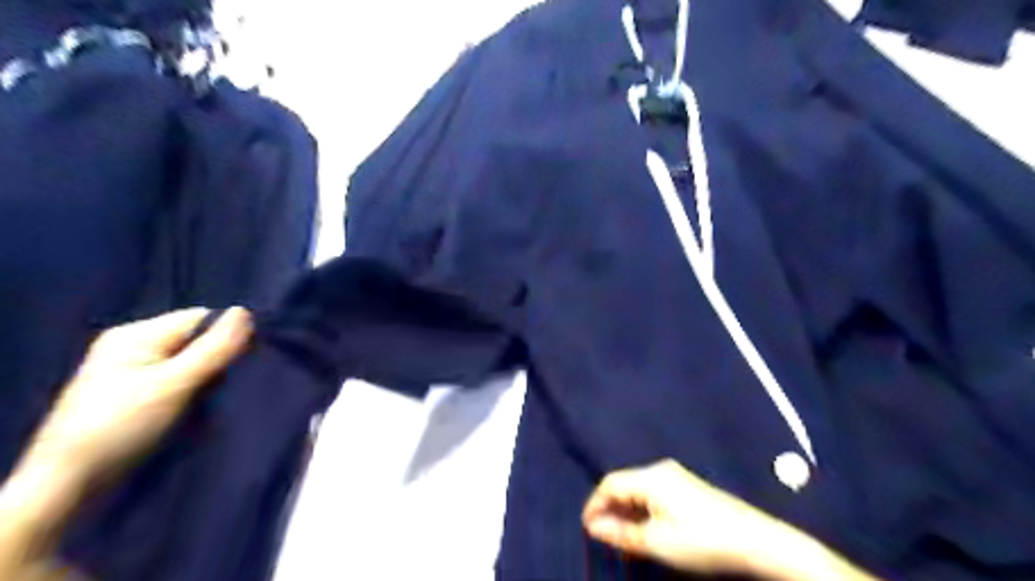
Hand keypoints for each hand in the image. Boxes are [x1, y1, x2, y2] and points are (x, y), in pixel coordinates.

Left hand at [24, 308, 251, 484]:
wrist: (68, 489)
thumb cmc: (120, 429)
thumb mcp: (174, 385)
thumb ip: (214, 348)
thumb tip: (247, 311)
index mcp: (136, 336)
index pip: (202, 320)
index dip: (227, 337)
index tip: (241, 365)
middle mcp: (135, 347)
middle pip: (198, 341)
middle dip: (219, 362)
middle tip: (222, 389)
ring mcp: (135, 373)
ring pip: (194, 364)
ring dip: (209, 382)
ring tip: (208, 405)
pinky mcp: (139, 397)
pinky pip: (183, 383)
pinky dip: (196, 395)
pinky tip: (197, 413)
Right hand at [581, 459, 797, 576]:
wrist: (756, 540)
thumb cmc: (702, 540)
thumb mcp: (657, 542)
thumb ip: (622, 533)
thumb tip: (594, 526)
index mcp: (651, 477)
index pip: (610, 483)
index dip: (595, 504)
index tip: (586, 527)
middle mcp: (660, 470)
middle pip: (624, 484)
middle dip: (610, 508)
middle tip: (601, 535)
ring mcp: (676, 477)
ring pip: (639, 490)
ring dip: (626, 511)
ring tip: (619, 536)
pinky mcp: (687, 487)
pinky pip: (653, 494)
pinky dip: (642, 510)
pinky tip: (644, 529)